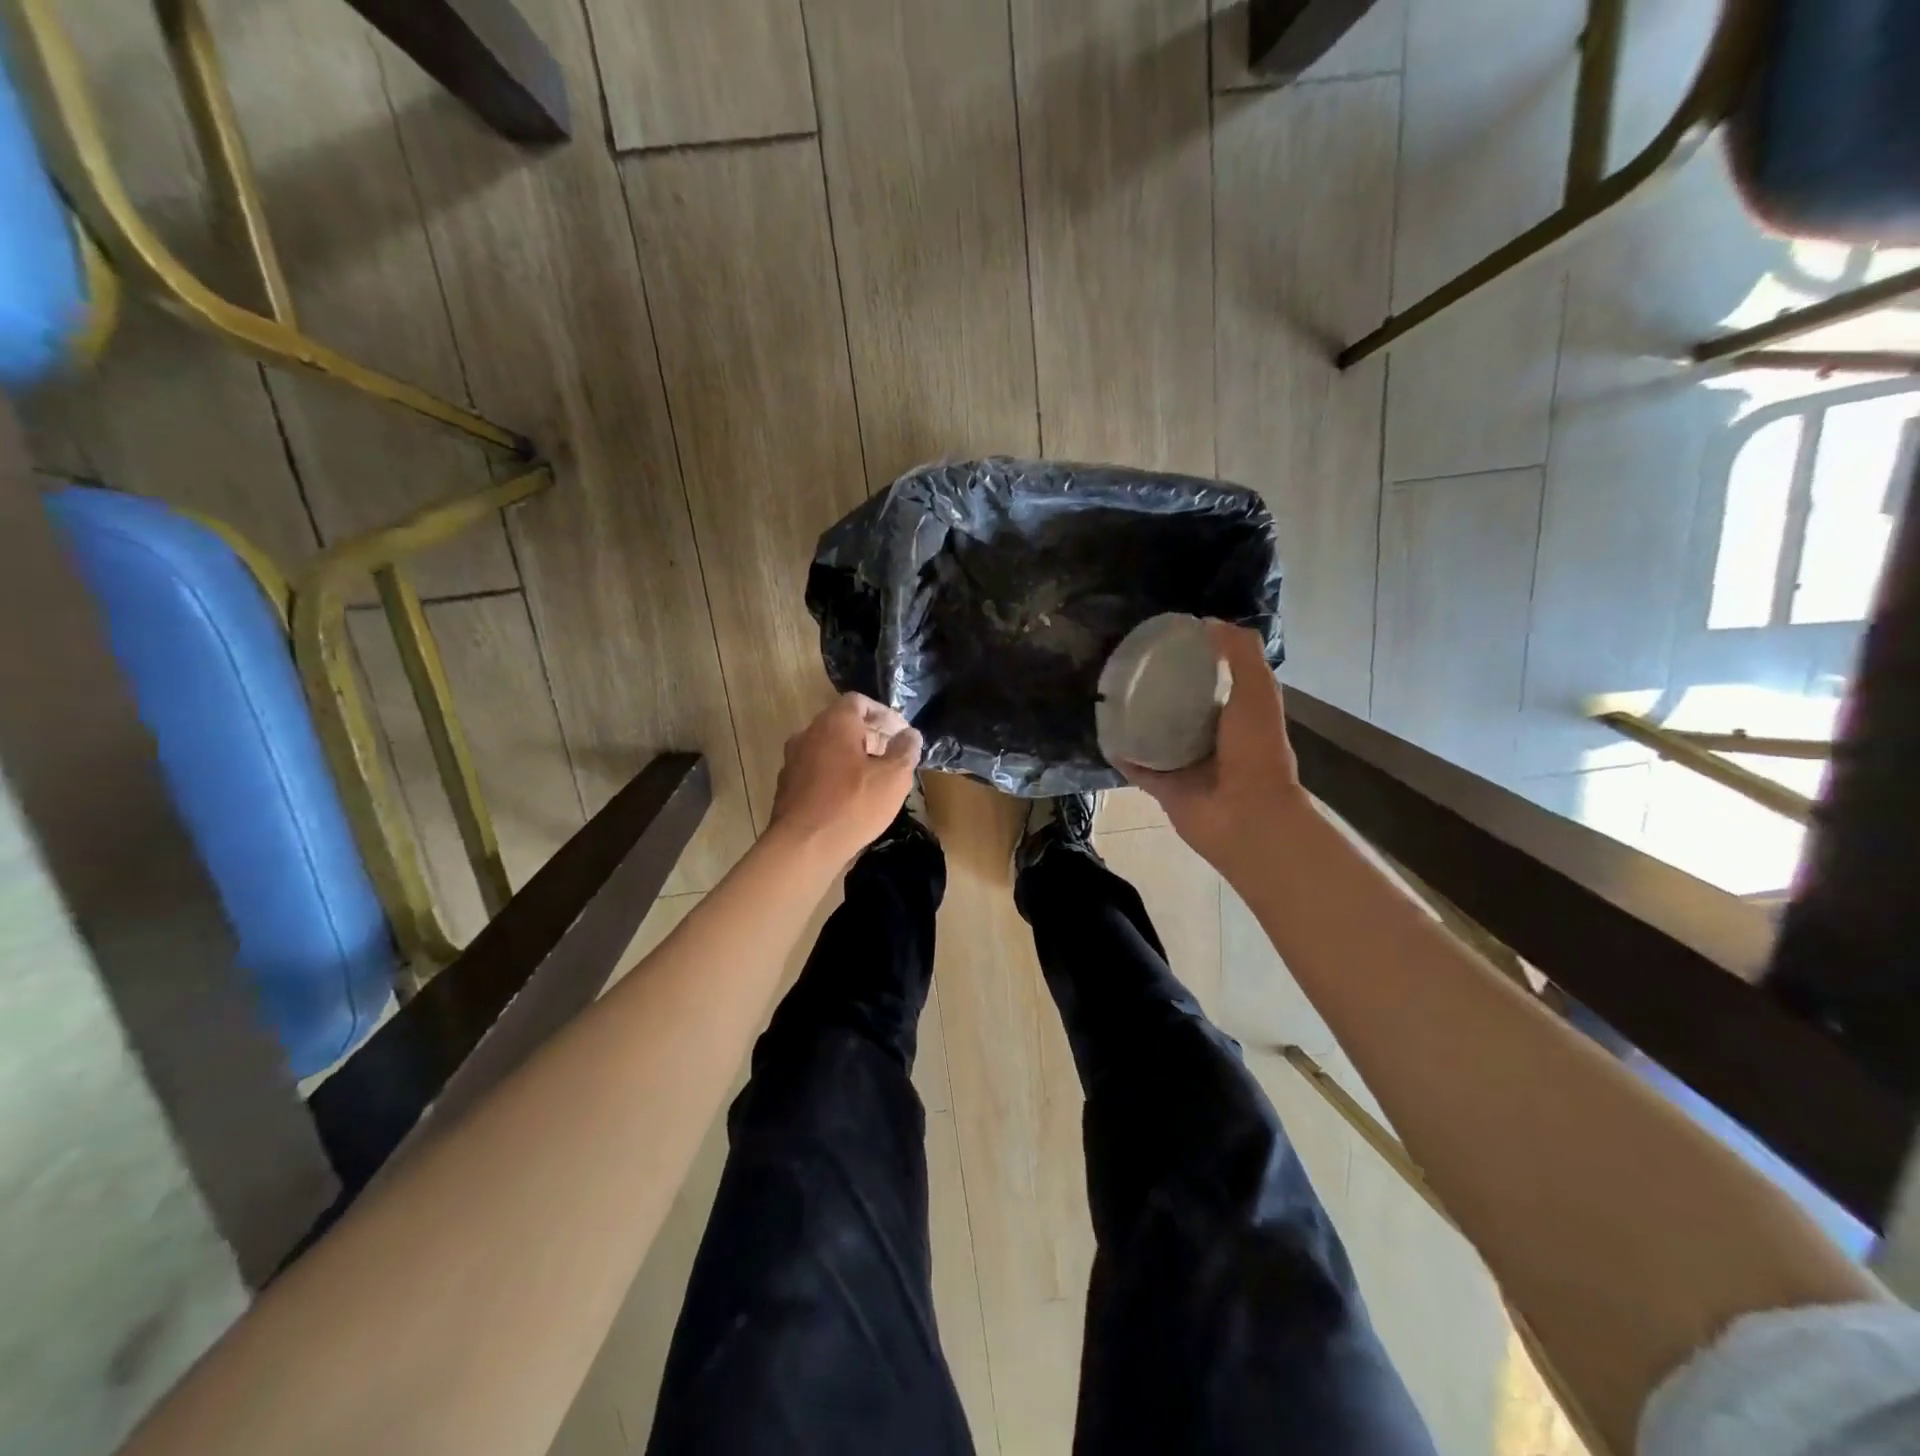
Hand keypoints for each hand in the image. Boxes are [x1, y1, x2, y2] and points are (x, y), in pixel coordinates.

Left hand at [768, 693, 923, 862]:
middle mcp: (808, 734)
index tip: (902, 734)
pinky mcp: (787, 786)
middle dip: (871, 736)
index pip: (859, 702)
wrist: (803, 846)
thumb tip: (910, 735)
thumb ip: (905, 750)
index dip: (884, 714)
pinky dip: (836, 775)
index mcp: (834, 723)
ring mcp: (793, 761)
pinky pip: (817, 770)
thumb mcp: (893, 777)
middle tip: (894, 756)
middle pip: (843, 724)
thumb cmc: (853, 804)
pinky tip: (852, 797)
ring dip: (853, 757)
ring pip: (829, 748)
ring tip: (876, 778)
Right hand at [1121, 621, 1305, 871]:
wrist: (1245, 815)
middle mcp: (1212, 740)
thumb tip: (1208, 622)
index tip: (1167, 644)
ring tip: (1112, 695)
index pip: (1214, 684)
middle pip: (1181, 710)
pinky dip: (1121, 753)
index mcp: (1237, 717)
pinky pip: (1137, 767)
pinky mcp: (1164, 788)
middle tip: (1132, 668)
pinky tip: (1104, 733)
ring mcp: (1186, 766)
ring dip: (1137, 721)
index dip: (1195, 663)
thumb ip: (1240, 653)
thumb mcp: (1257, 689)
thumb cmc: (1255, 750)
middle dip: (1160, 691)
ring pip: (1156, 738)